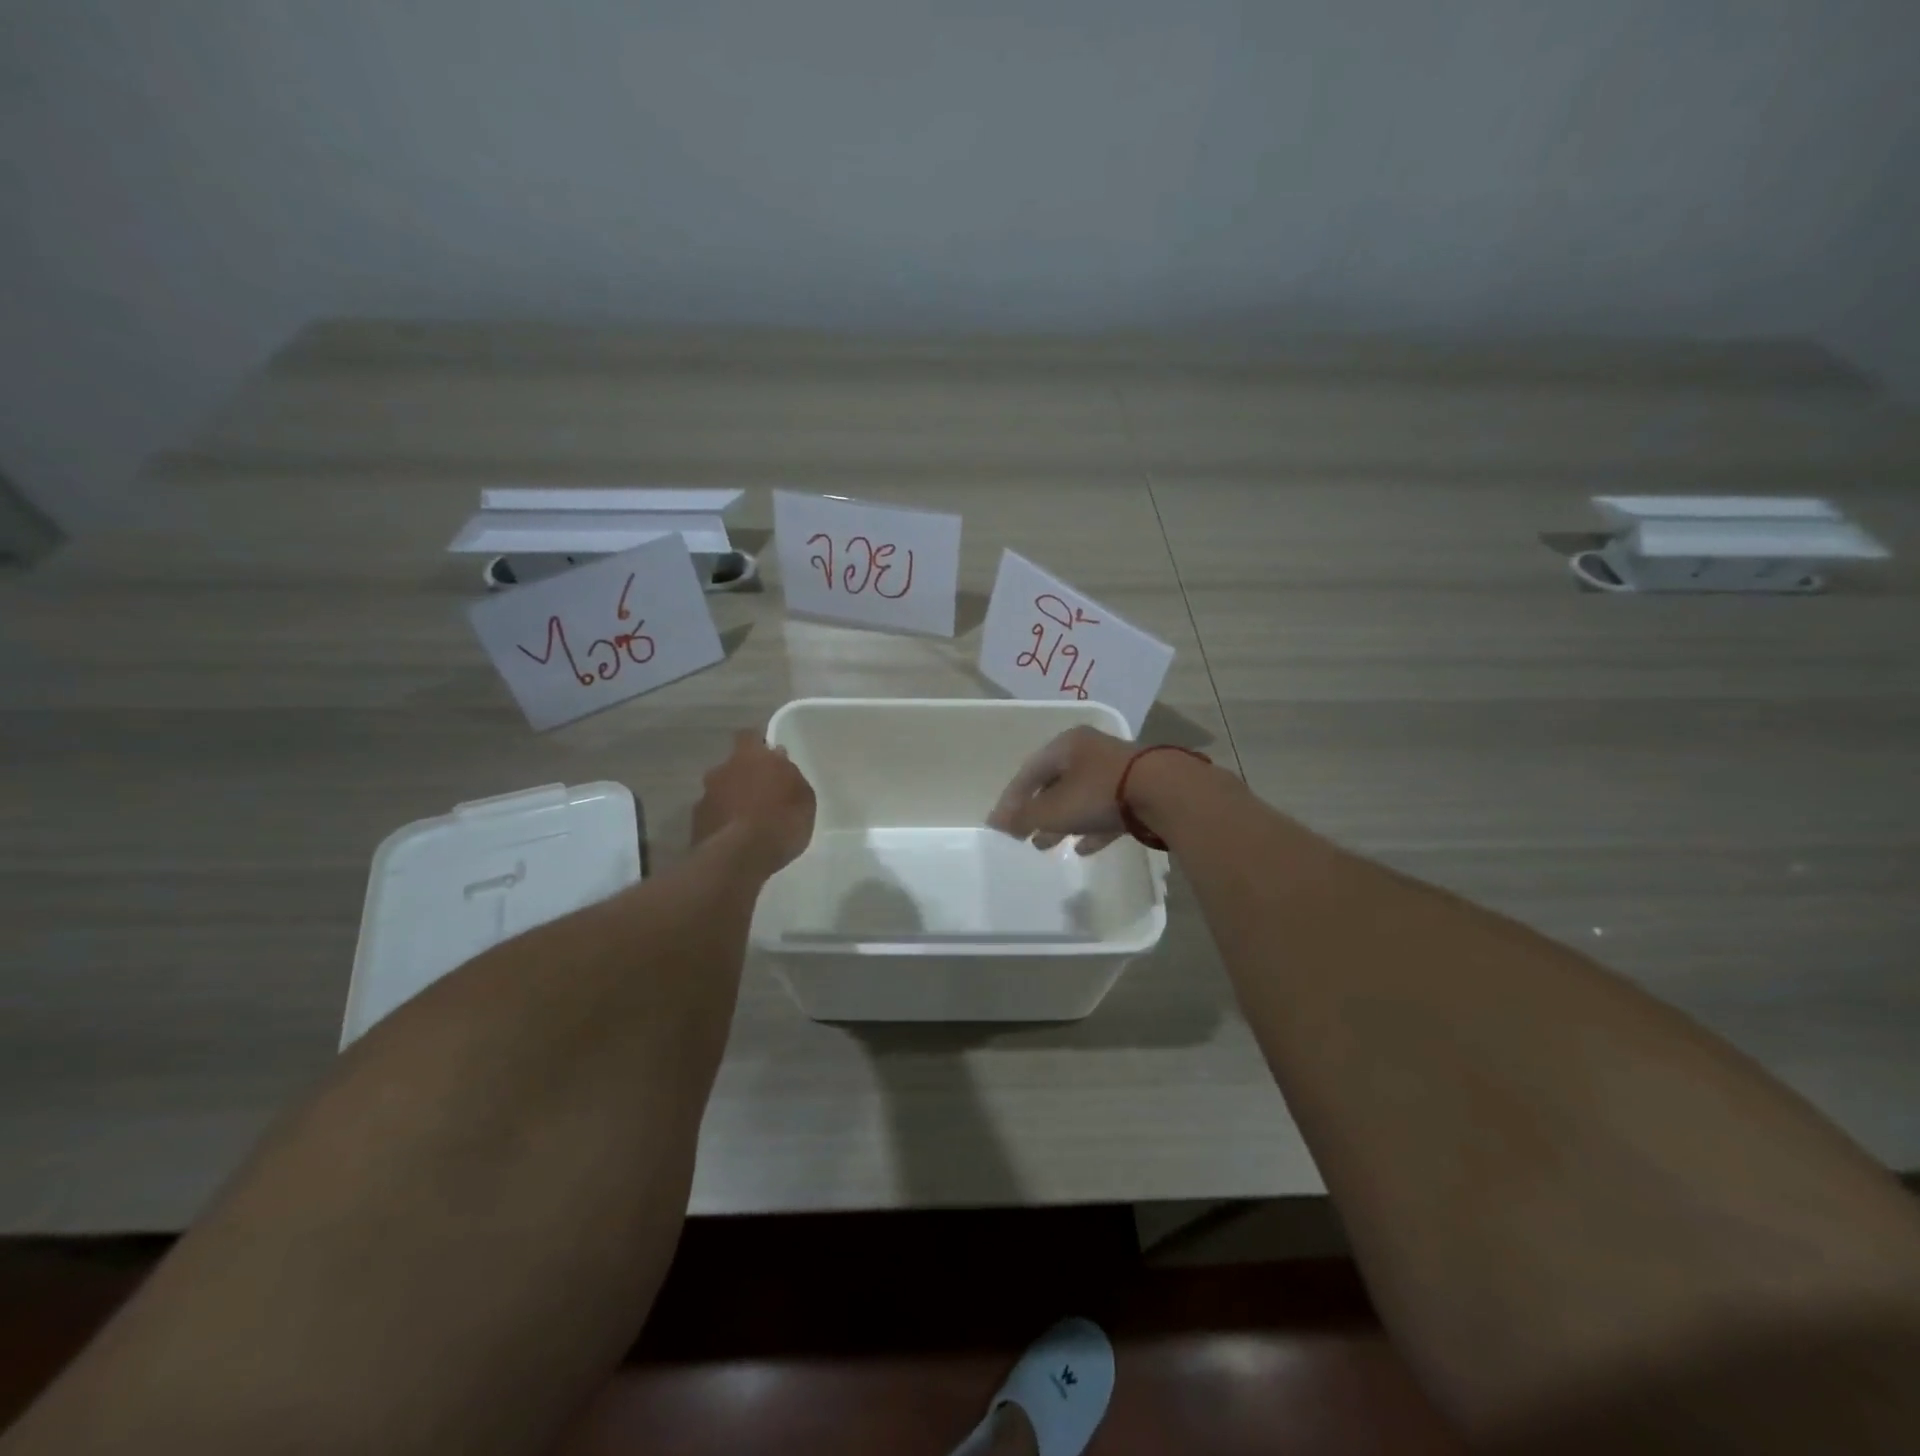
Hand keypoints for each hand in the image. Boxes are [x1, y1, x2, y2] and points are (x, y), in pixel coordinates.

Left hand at [692, 730, 816, 874]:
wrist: (739, 858)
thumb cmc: (781, 821)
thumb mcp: (803, 797)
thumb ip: (789, 775)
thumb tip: (778, 760)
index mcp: (749, 756)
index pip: (749, 736)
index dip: (758, 745)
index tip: (769, 757)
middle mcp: (721, 770)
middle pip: (733, 766)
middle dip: (744, 777)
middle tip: (763, 795)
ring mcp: (704, 797)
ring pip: (720, 792)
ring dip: (731, 801)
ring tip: (749, 822)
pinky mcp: (695, 824)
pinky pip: (713, 816)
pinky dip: (722, 823)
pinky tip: (735, 839)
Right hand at [987, 725, 1138, 854]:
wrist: (1166, 793)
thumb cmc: (1099, 793)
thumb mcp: (1054, 808)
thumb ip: (1024, 817)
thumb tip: (997, 824)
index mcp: (1066, 745)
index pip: (1028, 772)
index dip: (1011, 800)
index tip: (999, 826)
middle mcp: (1090, 751)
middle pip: (1054, 783)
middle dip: (1036, 812)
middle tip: (1023, 836)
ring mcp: (1117, 771)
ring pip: (1080, 798)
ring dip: (1061, 822)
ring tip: (1047, 845)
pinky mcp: (1139, 791)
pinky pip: (1106, 810)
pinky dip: (1091, 827)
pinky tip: (1083, 848)